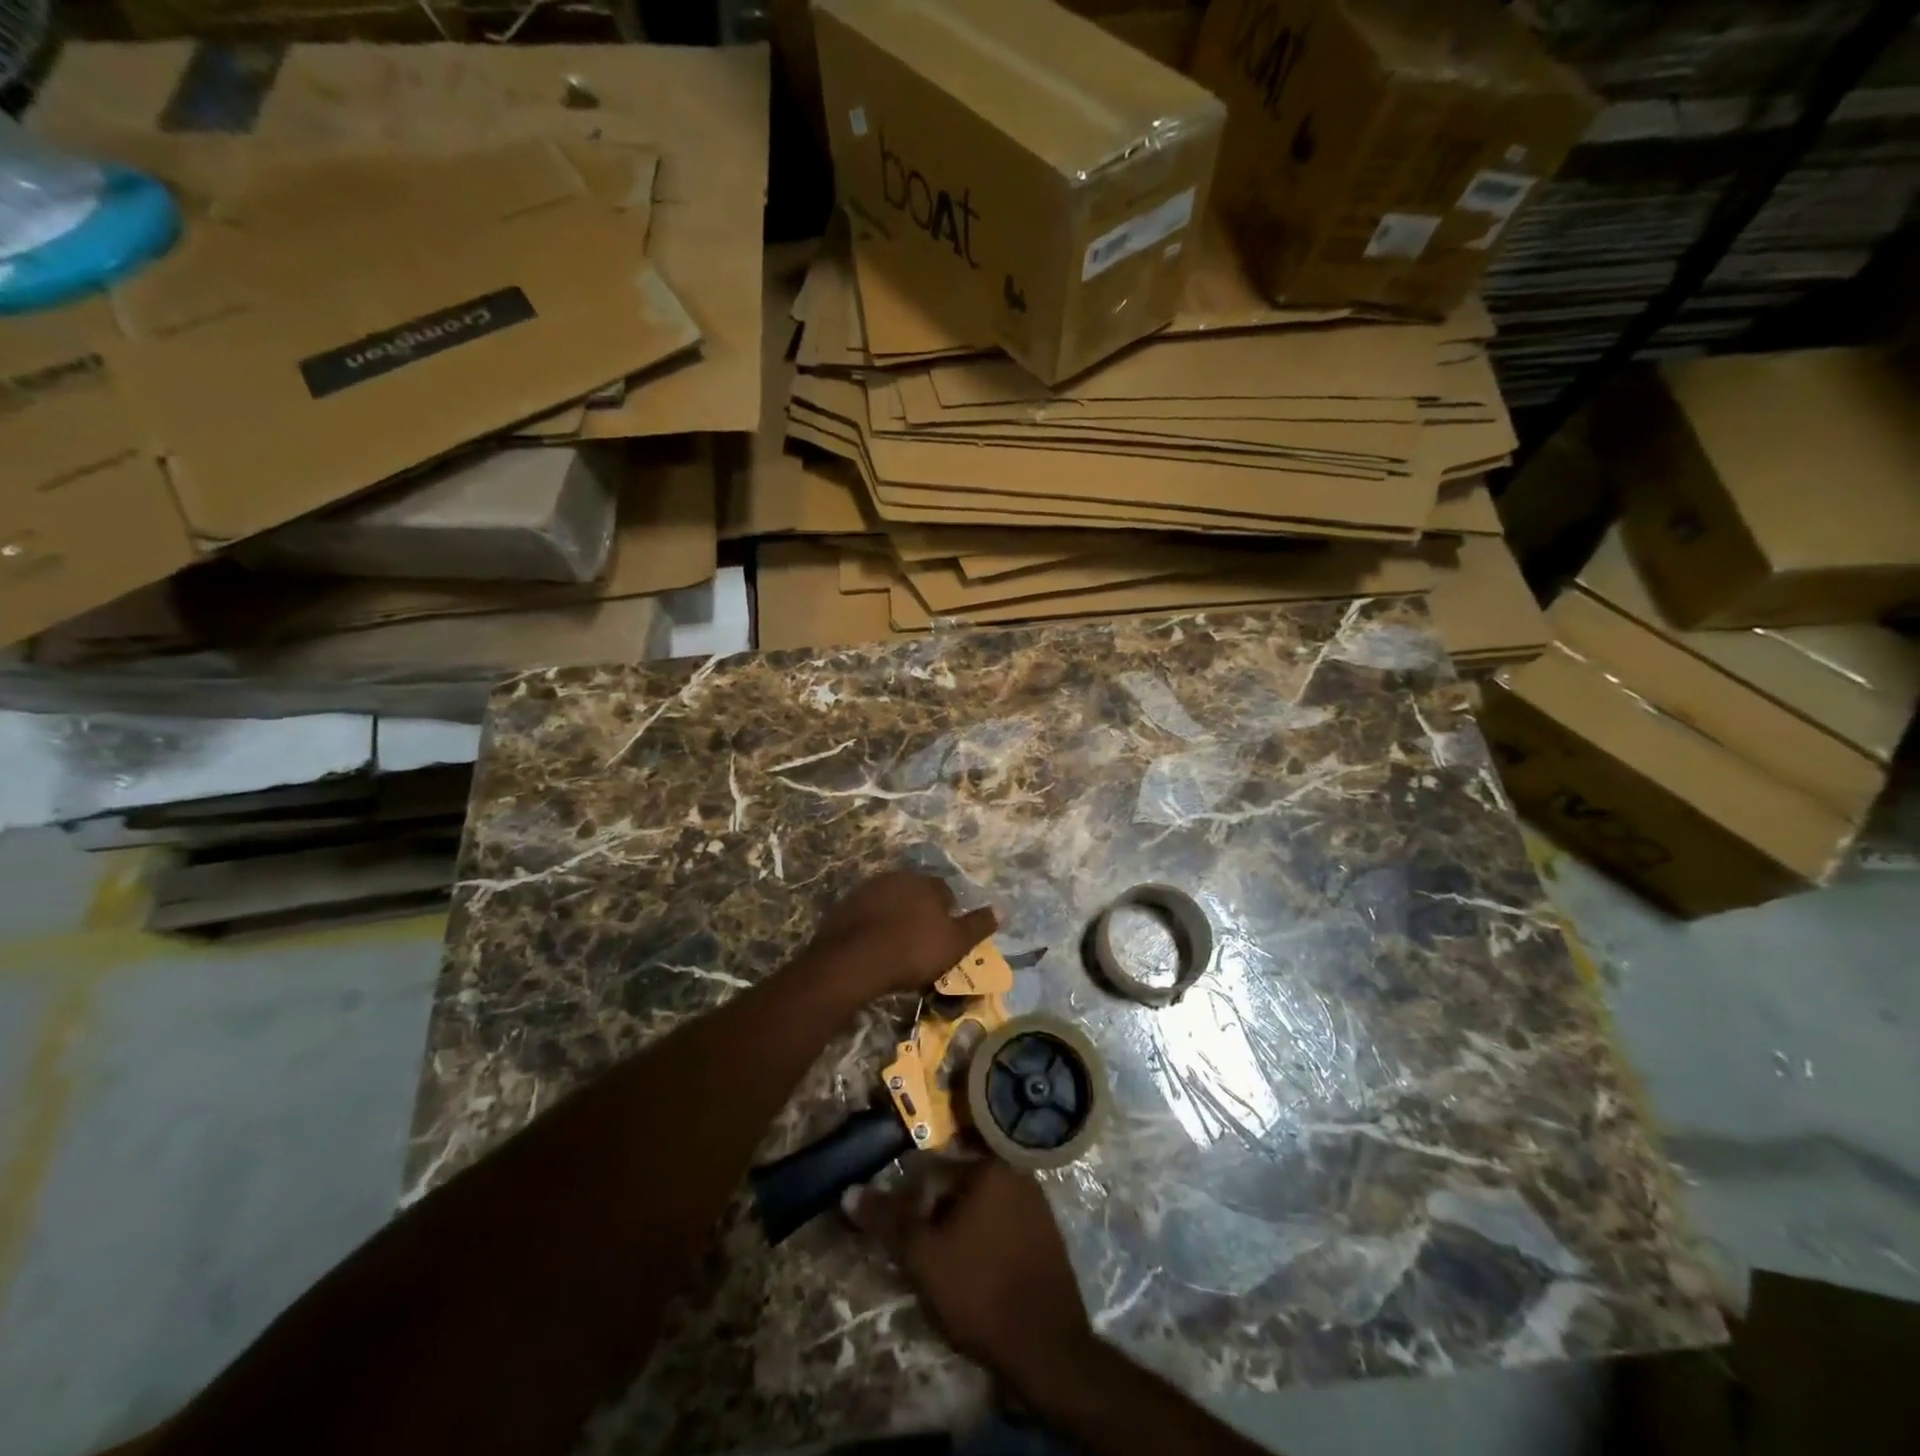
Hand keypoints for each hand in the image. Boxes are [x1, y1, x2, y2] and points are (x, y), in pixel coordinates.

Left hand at [803, 870, 997, 999]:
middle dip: (920, 912)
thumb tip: (1003, 909)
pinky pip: (866, 913)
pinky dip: (872, 925)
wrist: (854, 960)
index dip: (947, 914)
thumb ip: (978, 925)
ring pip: (890, 901)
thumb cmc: (913, 951)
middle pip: (916, 893)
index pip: (945, 892)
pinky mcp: (845, 905)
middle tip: (921, 942)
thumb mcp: (955, 943)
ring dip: (895, 917)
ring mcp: (868, 889)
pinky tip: (872, 947)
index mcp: (927, 883)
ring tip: (895, 946)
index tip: (944, 937)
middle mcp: (898, 877)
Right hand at [847, 1160, 1094, 1398]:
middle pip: (958, 1191)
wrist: (1046, 1348)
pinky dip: (987, 1247)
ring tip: (949, 1275)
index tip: (904, 1242)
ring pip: (982, 1212)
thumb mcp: (923, 1257)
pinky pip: (1005, 1231)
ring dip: (961, 1234)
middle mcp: (1016, 1174)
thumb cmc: (980, 1291)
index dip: (911, 1208)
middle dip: (937, 1220)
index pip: (933, 1174)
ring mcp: (1038, 1205)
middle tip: (925, 1261)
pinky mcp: (1049, 1237)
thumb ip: (887, 1220)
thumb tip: (848, 1191)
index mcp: (989, 1168)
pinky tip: (979, 1280)